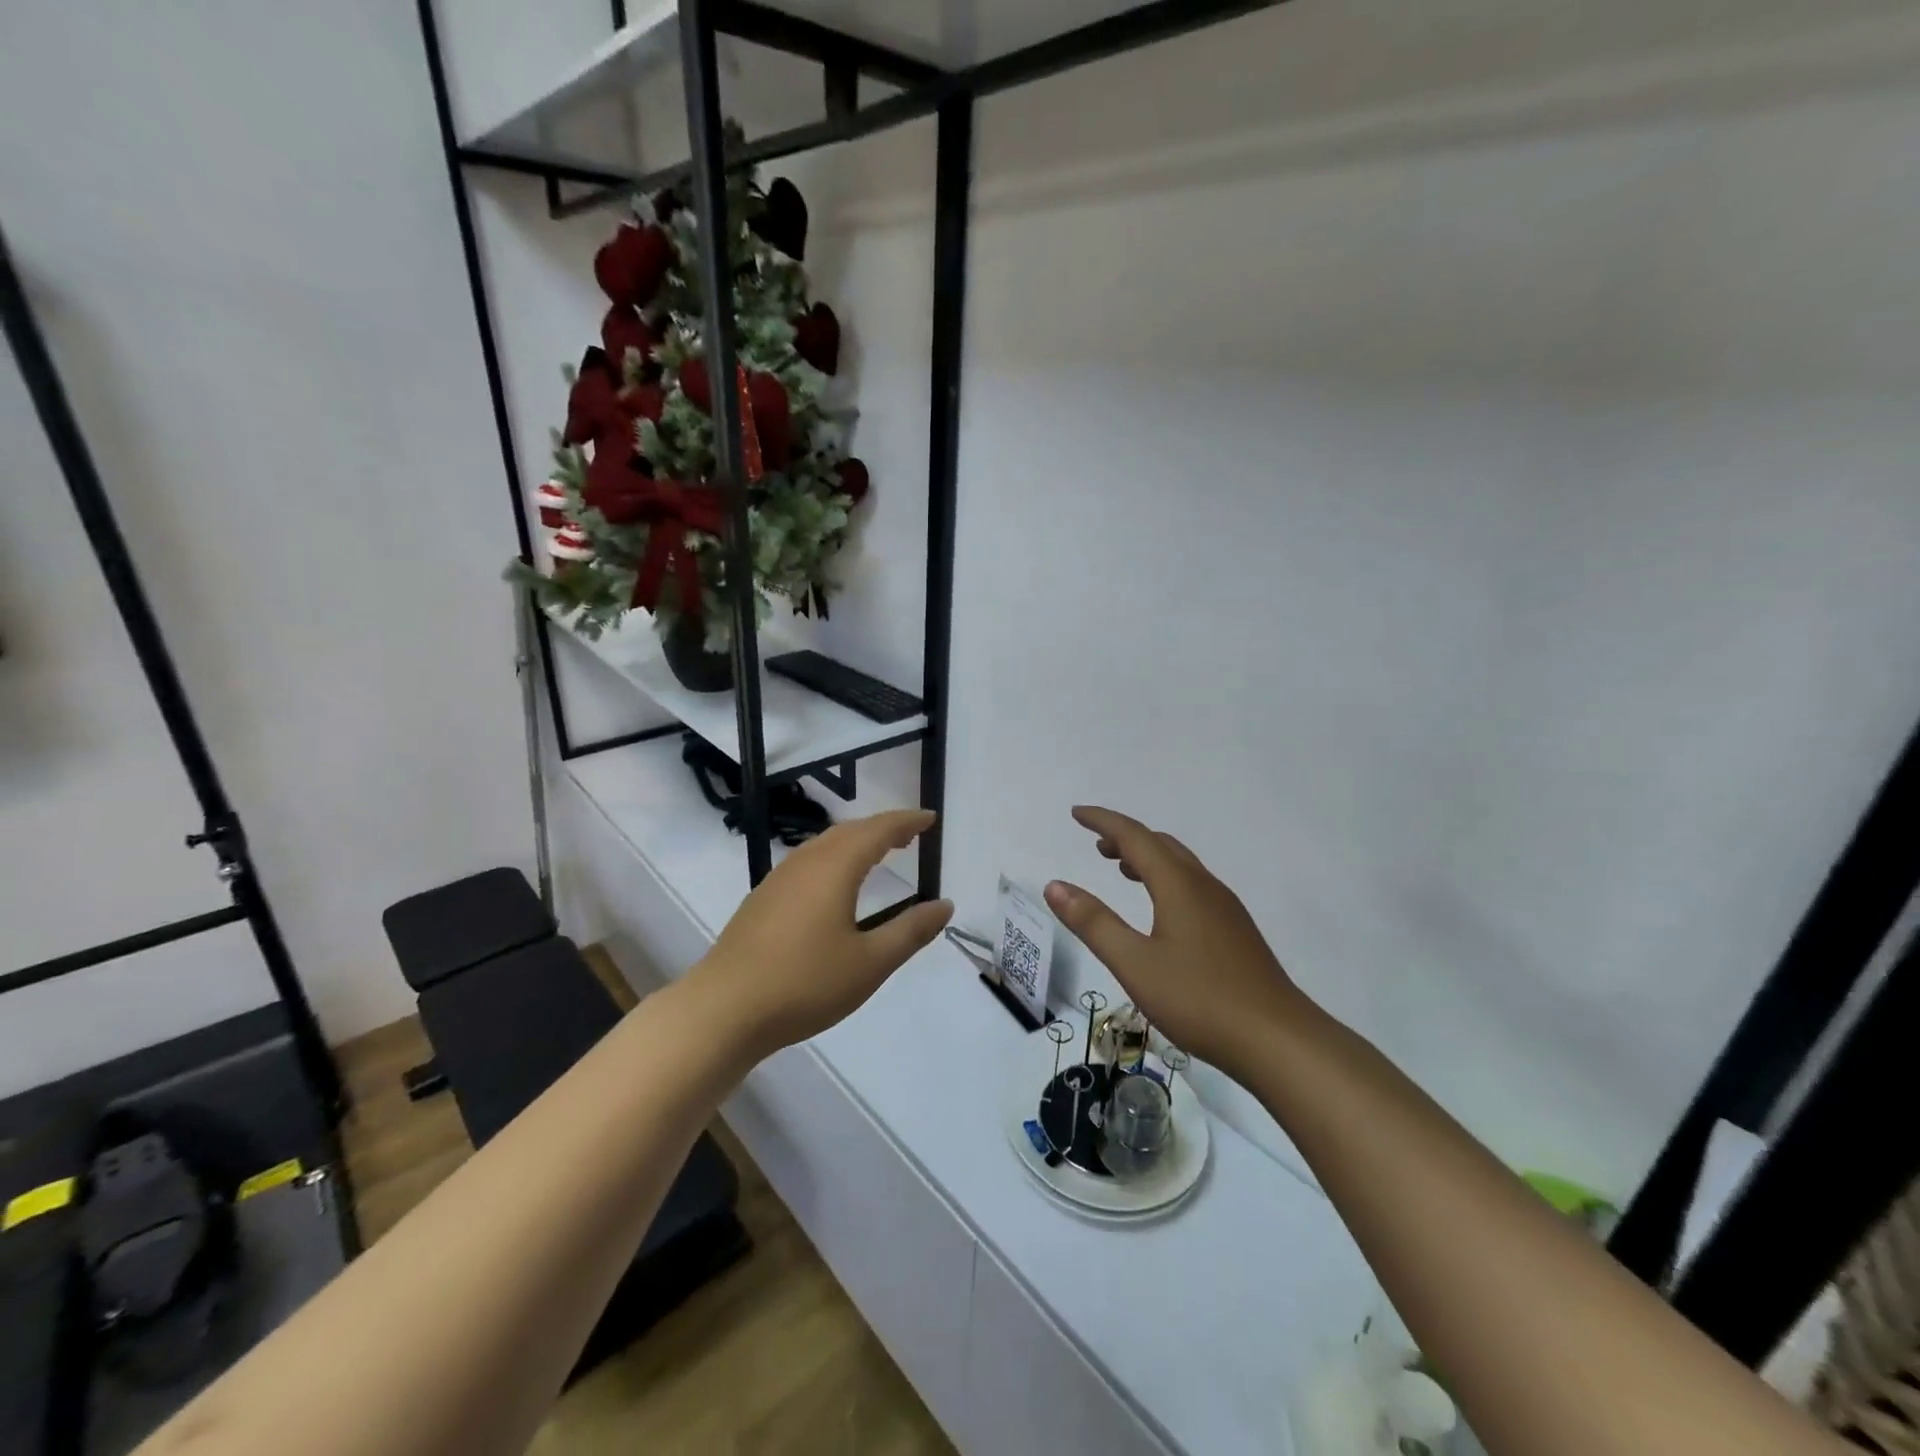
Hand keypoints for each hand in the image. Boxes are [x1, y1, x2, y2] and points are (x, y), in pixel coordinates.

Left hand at [691, 809, 952, 1059]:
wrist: (724, 1009)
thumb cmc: (804, 983)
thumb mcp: (869, 963)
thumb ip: (910, 931)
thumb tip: (945, 905)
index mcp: (835, 868)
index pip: (878, 831)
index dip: (906, 822)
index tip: (930, 819)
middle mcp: (806, 863)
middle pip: (849, 831)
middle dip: (882, 828)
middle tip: (909, 835)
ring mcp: (778, 880)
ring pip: (824, 845)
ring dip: (855, 841)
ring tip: (878, 853)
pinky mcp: (762, 900)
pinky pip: (807, 862)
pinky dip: (833, 859)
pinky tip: (833, 885)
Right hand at [1045, 806, 1308, 1082]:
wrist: (1279, 1040)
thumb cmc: (1200, 999)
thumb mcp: (1134, 963)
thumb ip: (1093, 923)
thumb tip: (1055, 886)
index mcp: (1178, 885)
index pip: (1135, 836)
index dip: (1103, 821)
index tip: (1077, 813)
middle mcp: (1204, 886)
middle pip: (1161, 845)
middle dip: (1126, 838)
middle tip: (1096, 845)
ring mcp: (1225, 908)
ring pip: (1181, 866)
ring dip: (1148, 858)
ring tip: (1122, 870)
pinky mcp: (1236, 931)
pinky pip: (1193, 886)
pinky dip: (1166, 879)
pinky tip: (1161, 910)